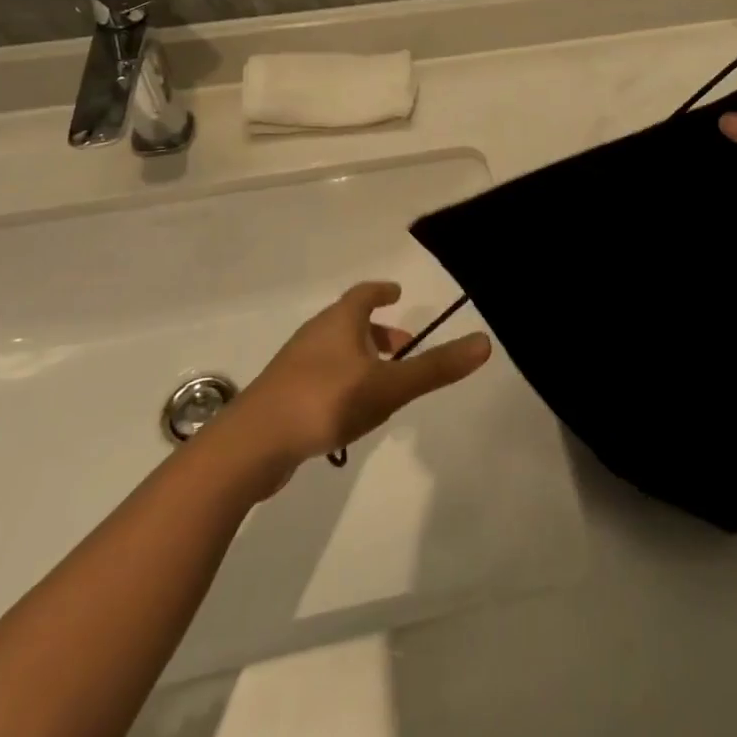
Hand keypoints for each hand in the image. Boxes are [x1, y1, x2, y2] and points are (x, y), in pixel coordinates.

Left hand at [223, 282, 490, 486]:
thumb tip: (484, 342)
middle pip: (350, 323)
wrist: (252, 445)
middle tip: (404, 349)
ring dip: (361, 360)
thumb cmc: (325, 402)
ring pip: (335, 352)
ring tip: (383, 387)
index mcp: (340, 321)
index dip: (382, 291)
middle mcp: (315, 334)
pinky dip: (342, 383)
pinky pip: (320, 378)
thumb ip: (435, 368)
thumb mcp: (389, 387)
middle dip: (378, 332)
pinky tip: (350, 415)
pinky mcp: (282, 396)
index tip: (397, 293)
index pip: (364, 294)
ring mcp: (295, 365)